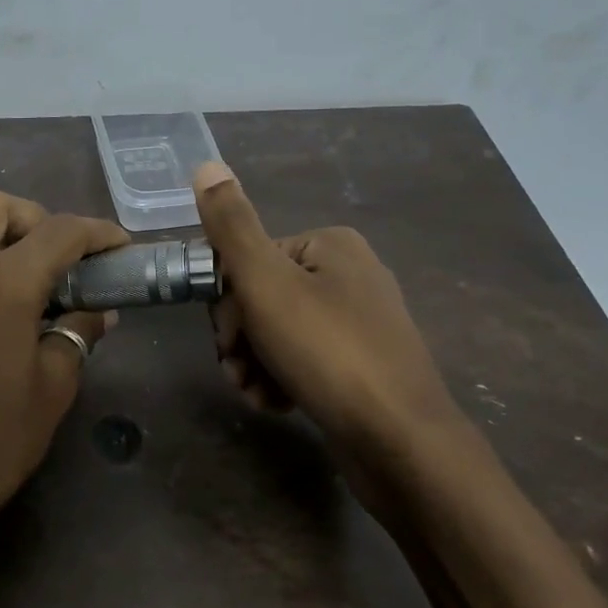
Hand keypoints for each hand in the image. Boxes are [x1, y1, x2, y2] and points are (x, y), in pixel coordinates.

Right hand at [194, 163, 462, 458]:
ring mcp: (360, 322)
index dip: (227, 303)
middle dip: (241, 339)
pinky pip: (305, 360)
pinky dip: (282, 379)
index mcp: (330, 245)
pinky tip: (276, 405)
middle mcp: (350, 274)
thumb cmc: (328, 353)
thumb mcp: (267, 283)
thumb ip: (232, 226)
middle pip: (263, 297)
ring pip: (279, 333)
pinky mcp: (363, 364)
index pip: (250, 260)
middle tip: (238, 372)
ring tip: (255, 395)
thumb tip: (206, 165)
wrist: (401, 442)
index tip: (225, 341)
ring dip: (255, 364)